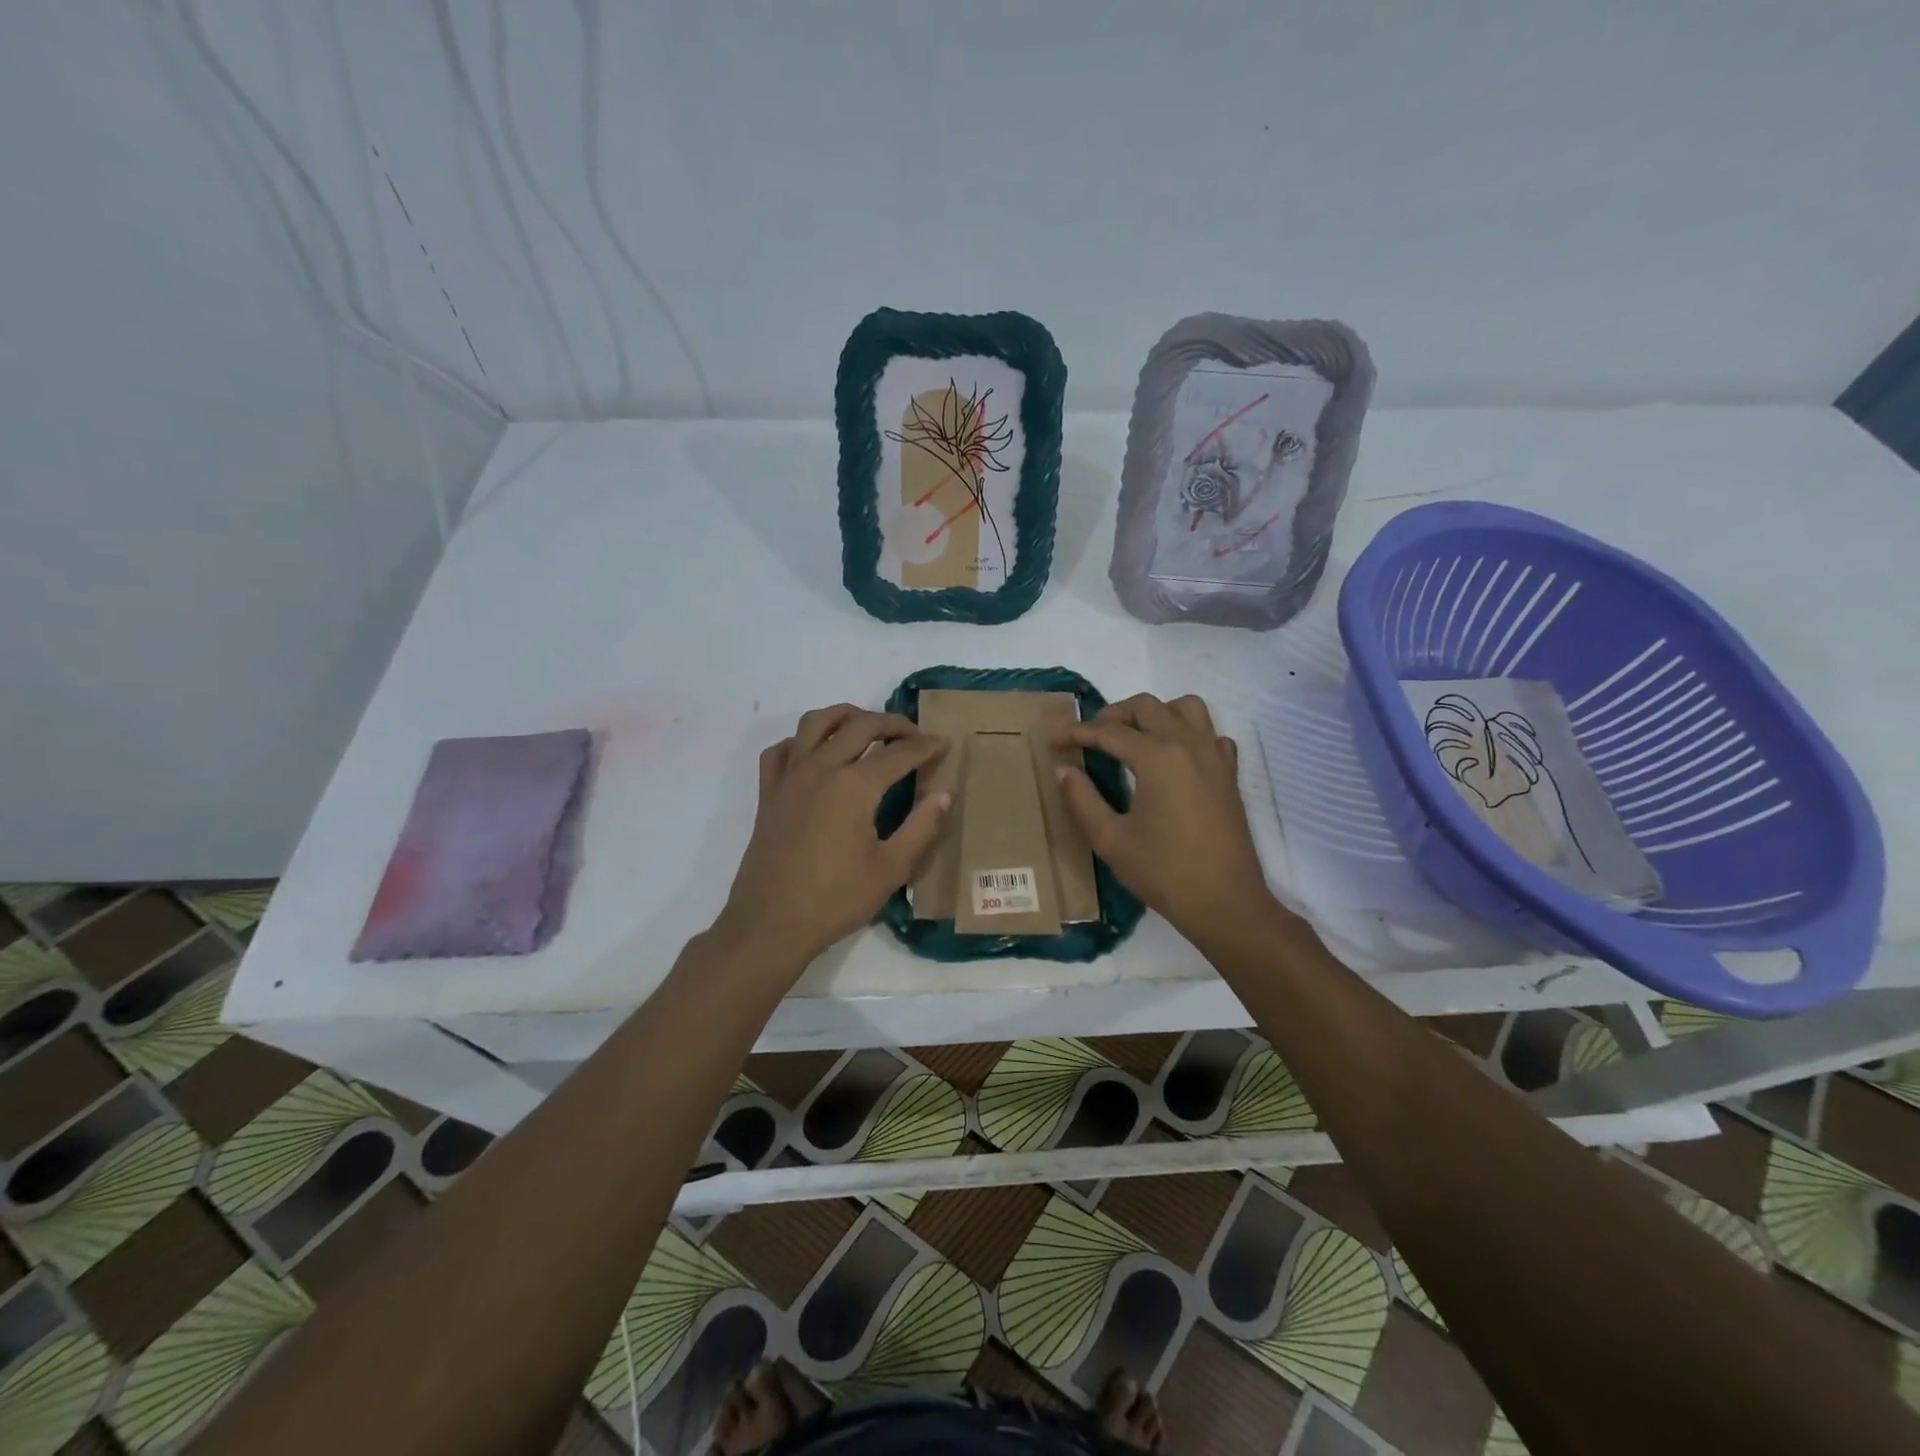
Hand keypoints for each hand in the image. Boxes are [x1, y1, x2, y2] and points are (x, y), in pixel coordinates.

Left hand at [717, 705, 950, 966]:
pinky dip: (802, 741)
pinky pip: (783, 749)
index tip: (943, 744)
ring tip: (866, 728)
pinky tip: (817, 754)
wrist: (770, 924)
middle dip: (892, 724)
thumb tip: (944, 795)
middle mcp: (821, 768)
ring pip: (816, 722)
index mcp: (855, 786)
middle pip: (860, 725)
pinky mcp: (769, 792)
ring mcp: (790, 776)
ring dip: (846, 716)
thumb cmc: (835, 901)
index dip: (925, 746)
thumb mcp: (891, 869)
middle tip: (913, 735)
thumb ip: (922, 827)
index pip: (899, 753)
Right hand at [1054, 693, 1271, 936]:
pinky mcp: (1229, 773)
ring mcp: (1215, 756)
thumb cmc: (1164, 873)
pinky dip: (1188, 733)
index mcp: (1158, 758)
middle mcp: (1189, 745)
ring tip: (1133, 738)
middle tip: (1089, 738)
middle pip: (1146, 707)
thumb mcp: (1110, 840)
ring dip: (1155, 713)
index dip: (1077, 733)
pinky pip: (1210, 733)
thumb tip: (1064, 770)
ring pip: (1185, 707)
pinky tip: (1172, 759)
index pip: (1109, 732)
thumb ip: (1082, 799)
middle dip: (1112, 715)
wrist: (1225, 903)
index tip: (1053, 739)